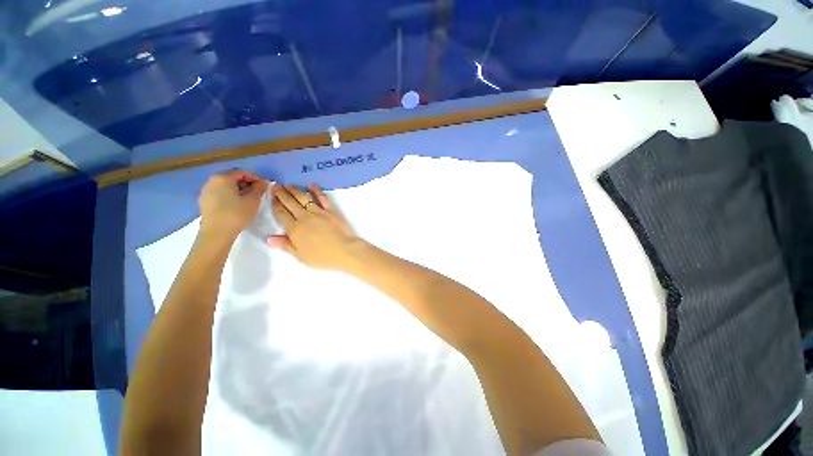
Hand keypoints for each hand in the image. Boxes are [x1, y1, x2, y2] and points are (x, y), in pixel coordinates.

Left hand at [199, 170, 268, 241]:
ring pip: (226, 186)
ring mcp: (206, 191)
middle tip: (258, 193)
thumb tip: (264, 182)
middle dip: (247, 183)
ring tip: (249, 200)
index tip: (265, 187)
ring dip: (239, 190)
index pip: (243, 172)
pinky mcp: (204, 201)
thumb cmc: (236, 214)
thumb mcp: (253, 200)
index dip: (256, 178)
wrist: (216, 233)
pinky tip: (237, 205)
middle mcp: (212, 180)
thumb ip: (259, 188)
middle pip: (233, 178)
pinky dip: (230, 195)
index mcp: (223, 177)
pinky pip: (220, 193)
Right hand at [268, 184, 361, 270]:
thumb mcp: (301, 256)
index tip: (270, 196)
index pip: (281, 213)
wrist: (344, 251)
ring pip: (303, 198)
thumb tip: (269, 238)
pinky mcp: (331, 210)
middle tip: (275, 185)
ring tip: (287, 184)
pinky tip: (311, 185)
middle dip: (281, 193)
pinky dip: (316, 190)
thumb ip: (286, 245)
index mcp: (294, 229)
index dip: (275, 204)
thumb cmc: (322, 257)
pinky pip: (322, 198)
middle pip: (290, 202)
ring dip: (294, 190)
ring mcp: (318, 212)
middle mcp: (304, 217)